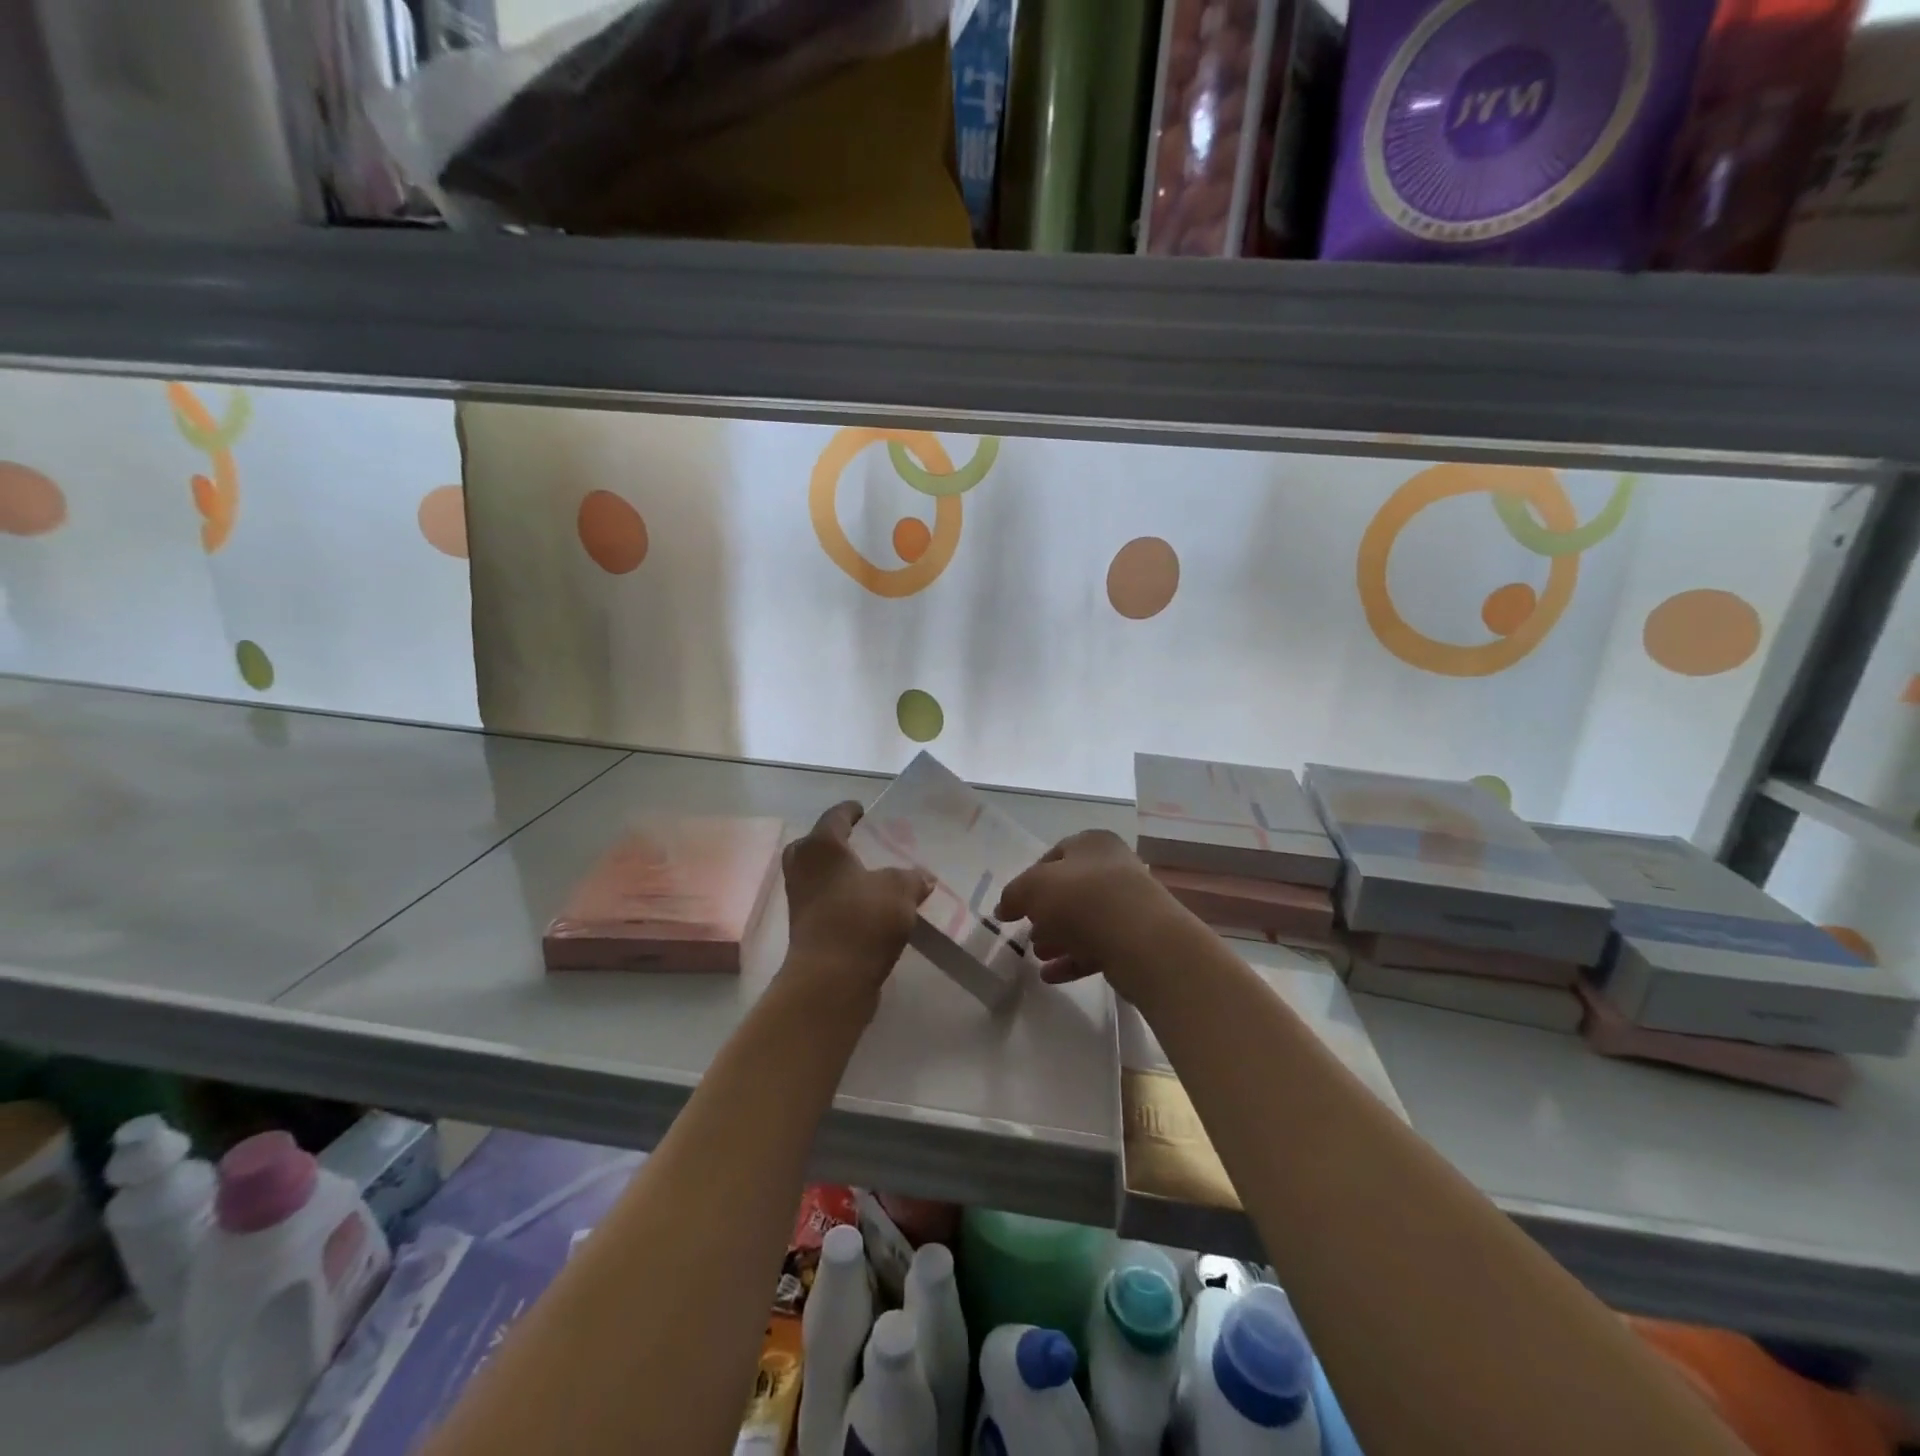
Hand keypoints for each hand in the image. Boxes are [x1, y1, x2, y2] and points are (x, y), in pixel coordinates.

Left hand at [782, 801, 932, 1000]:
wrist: (831, 978)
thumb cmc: (862, 920)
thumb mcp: (900, 890)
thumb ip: (912, 877)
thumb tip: (923, 877)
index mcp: (822, 846)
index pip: (836, 816)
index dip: (851, 811)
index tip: (865, 810)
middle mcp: (804, 866)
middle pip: (816, 844)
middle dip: (836, 842)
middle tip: (861, 843)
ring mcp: (800, 898)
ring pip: (818, 874)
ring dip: (839, 872)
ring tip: (869, 875)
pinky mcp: (804, 926)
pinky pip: (824, 900)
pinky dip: (841, 897)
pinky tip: (867, 905)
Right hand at [995, 830, 1188, 1003]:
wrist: (1141, 939)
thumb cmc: (1082, 898)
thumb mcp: (1033, 887)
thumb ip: (1013, 895)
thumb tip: (1004, 908)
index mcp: (1092, 843)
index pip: (1054, 856)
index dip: (1030, 879)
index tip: (1015, 904)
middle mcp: (1114, 868)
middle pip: (1070, 890)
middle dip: (1045, 912)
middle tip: (1027, 931)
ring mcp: (1127, 905)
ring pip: (1084, 920)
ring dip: (1058, 937)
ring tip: (1037, 954)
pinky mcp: (1134, 939)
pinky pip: (1097, 947)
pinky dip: (1072, 959)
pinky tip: (1050, 976)